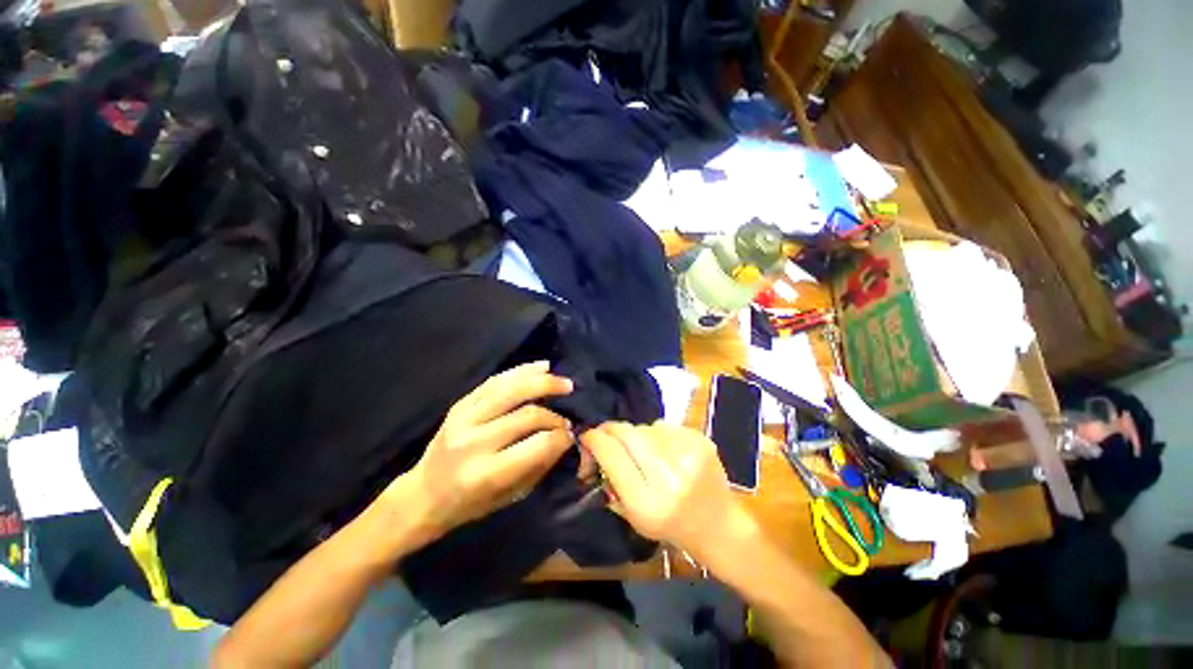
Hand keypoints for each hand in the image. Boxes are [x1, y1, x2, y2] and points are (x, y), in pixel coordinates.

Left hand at [385, 361, 574, 540]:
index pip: (537, 445)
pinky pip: (495, 380)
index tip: (572, 435)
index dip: (561, 437)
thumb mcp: (510, 496)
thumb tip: (567, 438)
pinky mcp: (460, 404)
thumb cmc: (469, 503)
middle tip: (568, 417)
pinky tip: (542, 367)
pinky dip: (521, 371)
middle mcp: (473, 441)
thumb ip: (540, 465)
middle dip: (554, 415)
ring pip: (512, 389)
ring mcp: (463, 418)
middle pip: (527, 415)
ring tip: (565, 383)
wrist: (423, 494)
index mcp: (485, 472)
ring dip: (543, 382)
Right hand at [581, 422, 757, 564]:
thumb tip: (596, 447)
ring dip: (636, 436)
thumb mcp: (632, 516)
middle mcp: (668, 476)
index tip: (586, 436)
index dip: (593, 440)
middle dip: (610, 430)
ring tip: (643, 452)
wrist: (718, 525)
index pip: (611, 454)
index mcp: (648, 501)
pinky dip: (657, 435)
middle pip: (626, 433)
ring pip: (644, 427)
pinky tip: (665, 450)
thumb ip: (611, 481)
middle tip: (606, 435)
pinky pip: (664, 426)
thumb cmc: (671, 527)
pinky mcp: (700, 440)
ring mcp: (688, 454)